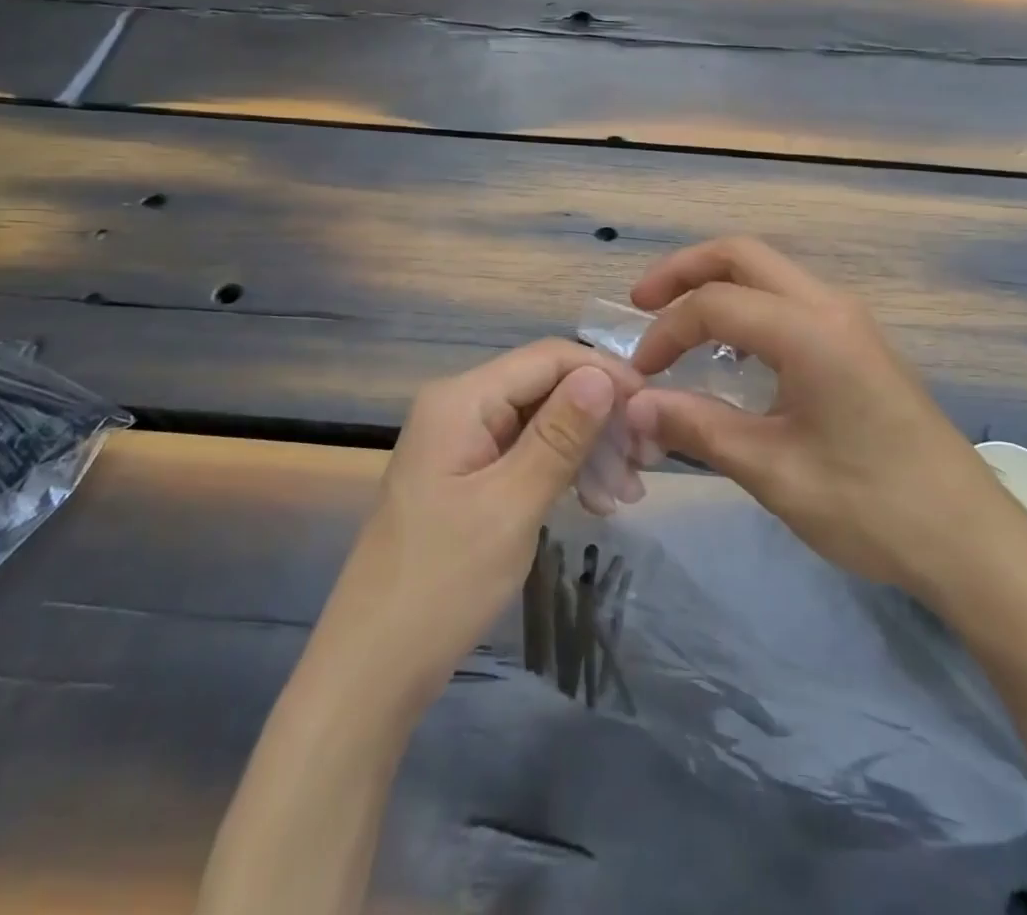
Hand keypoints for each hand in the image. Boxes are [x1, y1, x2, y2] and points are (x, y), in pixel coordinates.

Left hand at [316, 340, 640, 710]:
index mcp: (461, 399)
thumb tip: (603, 375)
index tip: (653, 407)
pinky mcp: (468, 475)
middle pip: (546, 387)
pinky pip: (526, 452)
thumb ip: (560, 436)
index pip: (547, 358)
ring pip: (542, 421)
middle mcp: (460, 406)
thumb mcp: (511, 505)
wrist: (373, 668)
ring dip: (588, 448)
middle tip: (647, 461)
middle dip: (600, 417)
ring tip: (629, 491)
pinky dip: (564, 470)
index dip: (603, 373)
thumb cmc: (443, 583)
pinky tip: (597, 500)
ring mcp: (462, 442)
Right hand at [623, 238, 1004, 592]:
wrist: (971, 540)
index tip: (640, 375)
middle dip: (685, 271)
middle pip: (743, 255)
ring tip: (678, 323)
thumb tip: (634, 407)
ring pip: (770, 273)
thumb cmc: (871, 506)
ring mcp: (851, 321)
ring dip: (718, 286)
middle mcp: (831, 307)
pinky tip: (731, 353)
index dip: (666, 332)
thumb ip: (698, 427)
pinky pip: (790, 301)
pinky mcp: (859, 344)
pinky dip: (748, 308)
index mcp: (810, 331)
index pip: (716, 304)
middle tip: (642, 302)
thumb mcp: (773, 471)